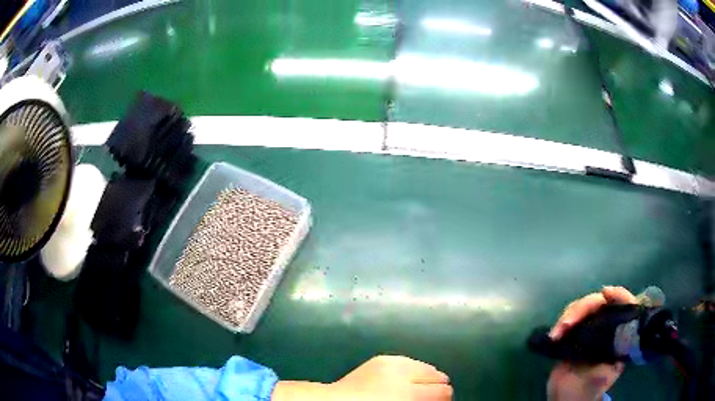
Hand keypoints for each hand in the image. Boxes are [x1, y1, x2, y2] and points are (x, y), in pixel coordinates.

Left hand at [272, 355, 451, 400]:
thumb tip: (439, 400)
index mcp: (408, 392)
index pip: (443, 392)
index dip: (445, 400)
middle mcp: (404, 372)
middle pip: (438, 376)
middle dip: (438, 387)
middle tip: (430, 398)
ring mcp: (392, 362)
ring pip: (425, 366)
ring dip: (426, 377)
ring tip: (418, 389)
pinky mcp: (382, 358)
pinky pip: (409, 362)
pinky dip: (412, 371)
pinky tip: (405, 380)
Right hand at [547, 286, 637, 400]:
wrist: (568, 398)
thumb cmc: (589, 389)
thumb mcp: (602, 379)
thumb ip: (608, 365)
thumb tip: (611, 347)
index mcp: (620, 335)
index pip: (626, 306)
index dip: (619, 295)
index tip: (605, 293)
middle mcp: (608, 326)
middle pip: (601, 303)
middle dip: (584, 307)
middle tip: (566, 323)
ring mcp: (591, 328)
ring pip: (584, 307)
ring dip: (570, 315)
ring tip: (556, 333)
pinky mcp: (575, 332)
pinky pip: (571, 317)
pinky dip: (562, 322)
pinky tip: (554, 334)